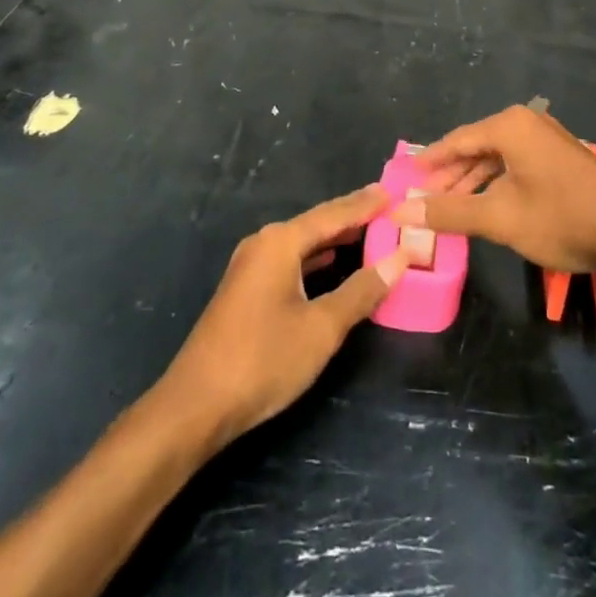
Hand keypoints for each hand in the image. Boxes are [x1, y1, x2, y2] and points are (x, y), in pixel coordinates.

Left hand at [164, 186, 411, 448]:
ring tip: (369, 229)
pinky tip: (333, 262)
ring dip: (335, 238)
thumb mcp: (322, 327)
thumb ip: (361, 291)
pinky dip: (317, 258)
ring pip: (303, 243)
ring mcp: (251, 267)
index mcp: (280, 242)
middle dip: (352, 216)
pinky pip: (291, 260)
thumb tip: (399, 259)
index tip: (393, 191)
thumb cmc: (263, 360)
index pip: (333, 214)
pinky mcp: (247, 290)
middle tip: (388, 206)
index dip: (365, 204)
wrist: (196, 405)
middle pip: (317, 223)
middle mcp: (264, 244)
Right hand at [393, 104, 595, 278]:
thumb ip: (448, 212)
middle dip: (450, 176)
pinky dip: (498, 184)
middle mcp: (528, 123)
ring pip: (498, 158)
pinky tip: (488, 207)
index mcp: (509, 126)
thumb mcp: (498, 218)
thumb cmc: (560, 218)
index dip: (429, 162)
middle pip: (476, 147)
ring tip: (451, 208)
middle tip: (424, 200)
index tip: (405, 178)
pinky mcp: (562, 159)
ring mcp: (548, 140)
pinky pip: (517, 165)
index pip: (456, 140)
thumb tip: (400, 212)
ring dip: (474, 183)